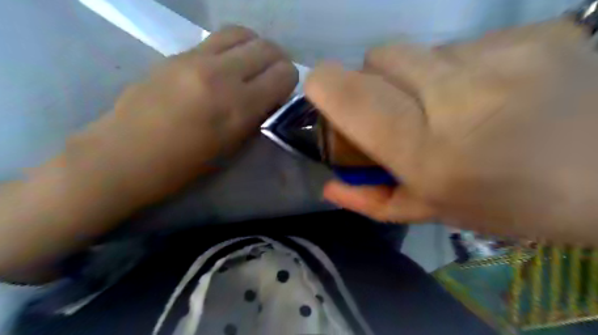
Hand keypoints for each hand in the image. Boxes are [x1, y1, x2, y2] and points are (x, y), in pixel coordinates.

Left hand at [55, 26, 295, 209]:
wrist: (125, 155)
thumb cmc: (184, 165)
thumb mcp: (232, 146)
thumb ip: (257, 115)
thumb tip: (272, 95)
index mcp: (239, 106)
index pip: (284, 74)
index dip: (290, 82)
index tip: (283, 93)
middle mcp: (222, 74)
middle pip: (268, 48)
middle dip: (278, 62)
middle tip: (272, 78)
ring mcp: (197, 58)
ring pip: (244, 34)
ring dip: (256, 48)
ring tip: (251, 66)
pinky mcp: (178, 53)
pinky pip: (218, 38)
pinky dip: (234, 47)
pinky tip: (227, 64)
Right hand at [306, 21, 597, 245]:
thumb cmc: (510, 205)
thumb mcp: (431, 211)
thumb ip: (372, 200)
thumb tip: (329, 185)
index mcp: (425, 150)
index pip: (351, 94)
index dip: (324, 84)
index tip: (324, 92)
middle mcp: (455, 96)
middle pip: (380, 57)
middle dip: (374, 81)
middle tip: (399, 110)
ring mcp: (497, 57)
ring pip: (419, 50)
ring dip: (418, 76)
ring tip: (451, 105)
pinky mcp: (531, 33)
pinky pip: (463, 44)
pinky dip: (459, 67)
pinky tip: (488, 92)